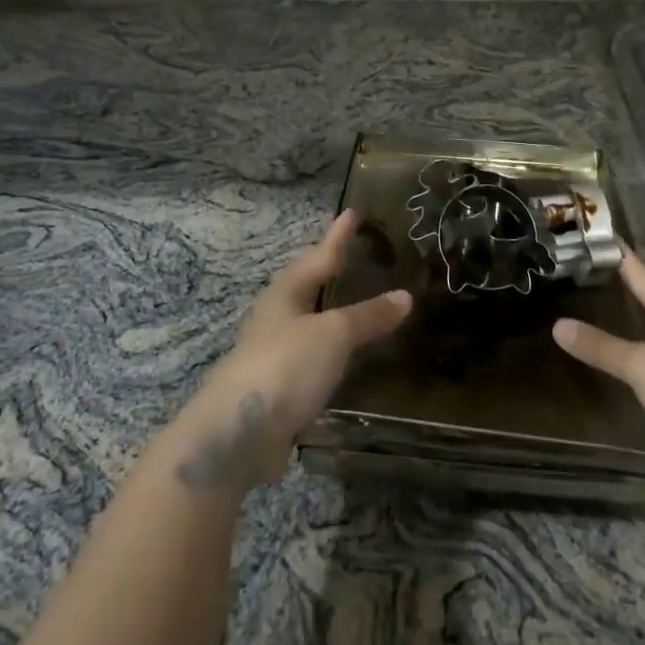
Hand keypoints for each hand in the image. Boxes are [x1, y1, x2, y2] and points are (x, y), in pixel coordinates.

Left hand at [179, 210, 410, 490]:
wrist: (239, 433)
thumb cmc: (286, 365)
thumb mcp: (334, 334)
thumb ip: (369, 316)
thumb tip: (405, 295)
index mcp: (286, 293)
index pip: (320, 255)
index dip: (338, 235)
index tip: (352, 211)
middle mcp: (278, 317)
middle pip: (309, 286)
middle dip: (332, 271)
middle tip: (358, 256)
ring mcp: (276, 352)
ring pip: (312, 322)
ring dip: (335, 312)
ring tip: (363, 304)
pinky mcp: (281, 387)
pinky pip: (315, 357)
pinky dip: (335, 350)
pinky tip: (352, 358)